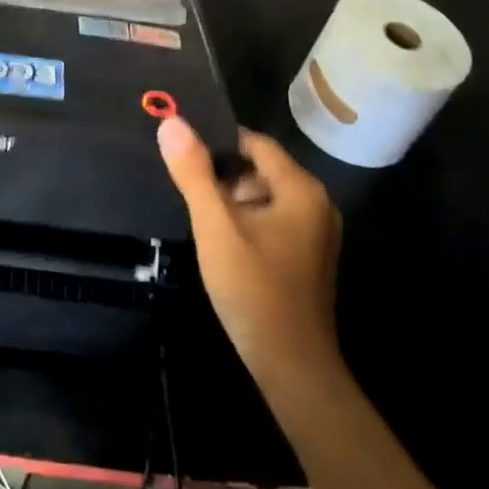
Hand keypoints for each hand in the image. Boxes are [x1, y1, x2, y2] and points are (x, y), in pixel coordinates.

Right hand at [157, 119, 341, 395]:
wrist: (292, 366)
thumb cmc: (253, 289)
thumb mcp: (215, 226)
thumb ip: (193, 173)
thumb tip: (171, 122)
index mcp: (301, 189)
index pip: (255, 143)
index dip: (217, 142)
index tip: (182, 150)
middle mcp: (317, 203)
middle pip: (261, 169)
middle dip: (223, 176)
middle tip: (188, 192)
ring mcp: (316, 233)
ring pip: (265, 197)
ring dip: (233, 202)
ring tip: (201, 219)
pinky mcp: (309, 257)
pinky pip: (273, 221)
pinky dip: (247, 223)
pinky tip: (223, 244)